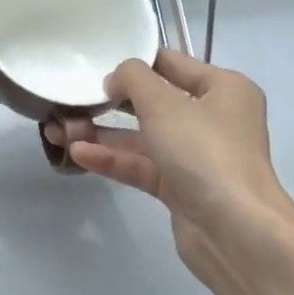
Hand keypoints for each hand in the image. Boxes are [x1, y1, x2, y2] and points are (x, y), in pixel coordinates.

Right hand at [57, 50, 293, 294]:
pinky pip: (140, 166)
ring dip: (102, 134)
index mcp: (223, 88)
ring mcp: (196, 156)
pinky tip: (77, 153)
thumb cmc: (205, 152)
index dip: (132, 63)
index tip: (93, 66)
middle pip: (152, 102)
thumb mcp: (164, 103)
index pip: (170, 63)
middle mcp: (213, 119)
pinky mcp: (180, 188)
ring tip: (58, 130)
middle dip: (109, 102)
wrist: (235, 231)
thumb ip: (133, 78)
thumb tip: (115, 79)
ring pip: (141, 138)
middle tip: (69, 100)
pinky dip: (111, 159)